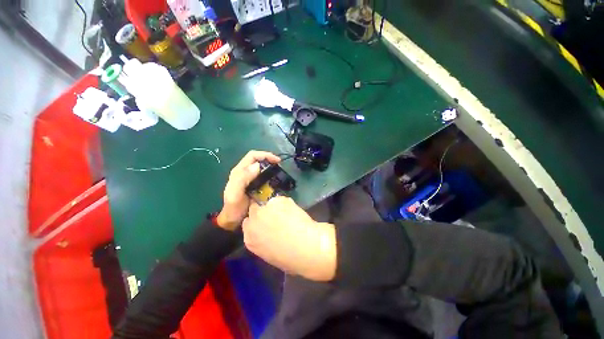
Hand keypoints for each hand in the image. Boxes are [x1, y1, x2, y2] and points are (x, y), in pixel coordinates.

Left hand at [217, 151, 280, 230]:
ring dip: (270, 166)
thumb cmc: (234, 208)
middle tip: (280, 165)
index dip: (265, 155)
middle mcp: (244, 172)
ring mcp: (250, 179)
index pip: (252, 156)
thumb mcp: (235, 194)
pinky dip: (270, 175)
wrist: (233, 221)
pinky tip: (276, 180)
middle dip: (269, 159)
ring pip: (261, 167)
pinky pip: (263, 176)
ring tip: (279, 171)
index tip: (277, 161)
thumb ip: (242, 179)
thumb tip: (257, 166)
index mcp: (239, 171)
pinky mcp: (255, 185)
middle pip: (257, 160)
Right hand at [242, 197, 336, 280]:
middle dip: (264, 211)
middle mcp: (253, 221)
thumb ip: (263, 240)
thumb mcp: (269, 253)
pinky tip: (295, 211)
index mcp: (250, 238)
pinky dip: (287, 203)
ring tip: (289, 214)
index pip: (248, 223)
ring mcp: (265, 209)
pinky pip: (281, 200)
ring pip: (269, 203)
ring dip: (276, 207)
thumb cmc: (290, 258)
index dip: (258, 221)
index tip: (267, 222)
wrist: (305, 247)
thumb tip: (268, 230)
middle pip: (254, 209)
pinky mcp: (278, 200)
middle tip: (277, 214)